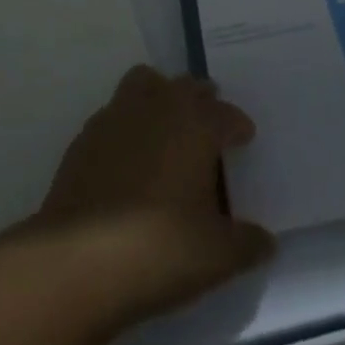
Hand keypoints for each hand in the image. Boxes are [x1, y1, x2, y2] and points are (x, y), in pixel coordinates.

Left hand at [17, 66, 274, 328]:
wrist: (78, 259)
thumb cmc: (161, 247)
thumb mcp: (218, 256)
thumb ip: (246, 243)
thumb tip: (265, 241)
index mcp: (196, 124)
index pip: (225, 113)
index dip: (237, 126)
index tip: (244, 139)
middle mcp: (157, 107)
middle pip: (185, 86)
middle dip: (201, 101)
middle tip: (209, 126)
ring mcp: (116, 117)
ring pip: (144, 85)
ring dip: (160, 99)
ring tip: (167, 131)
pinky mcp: (84, 138)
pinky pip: (114, 116)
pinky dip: (127, 127)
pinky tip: (129, 161)